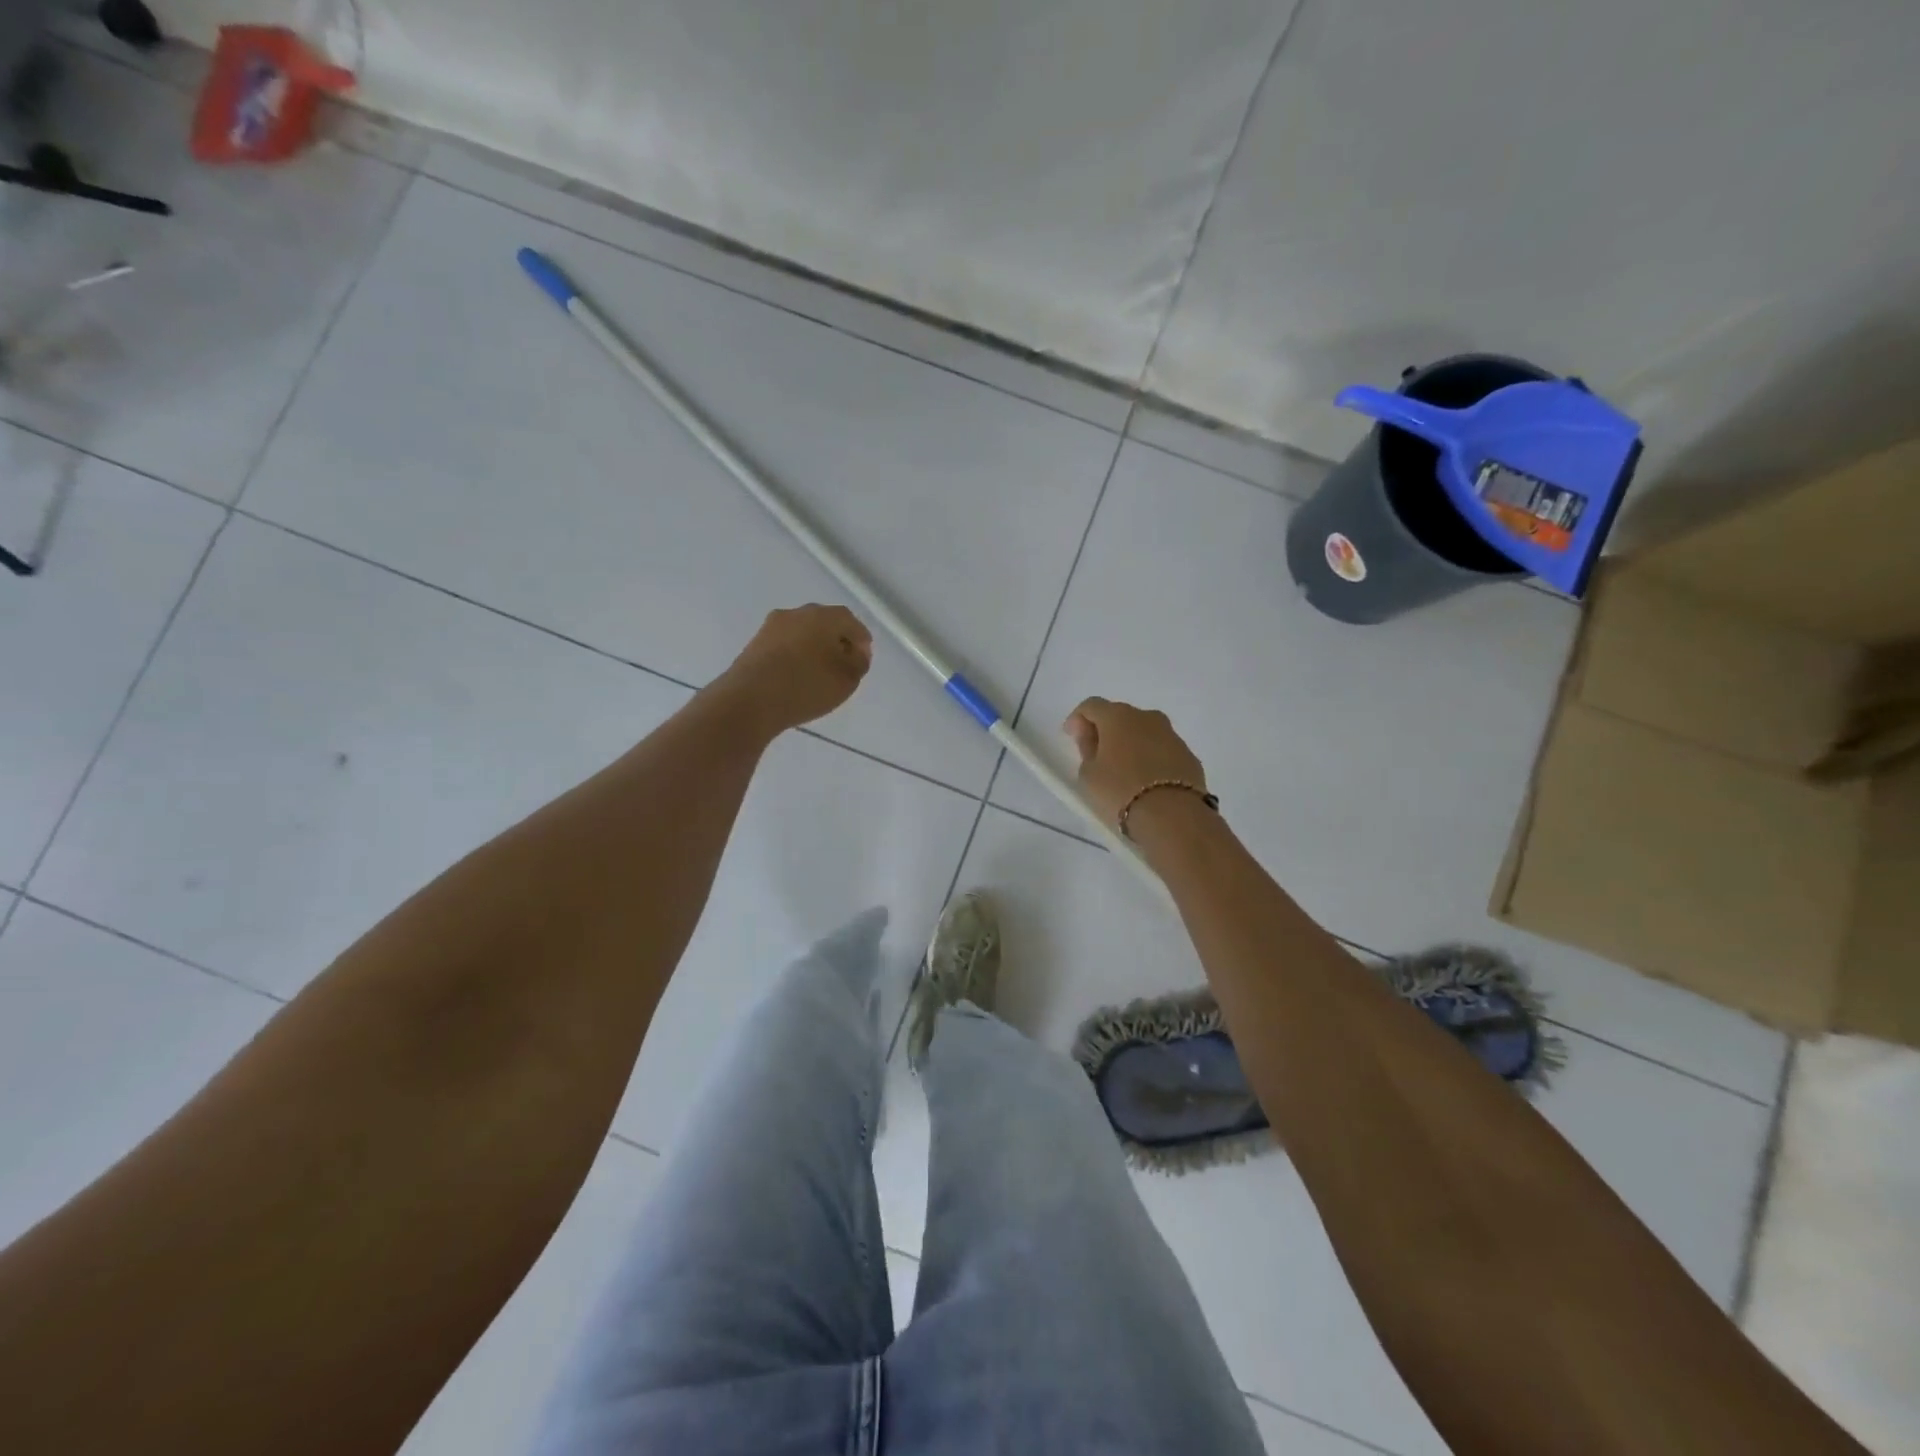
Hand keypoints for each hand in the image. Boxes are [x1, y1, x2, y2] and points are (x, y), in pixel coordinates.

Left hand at [717, 605, 873, 734]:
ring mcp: (772, 627)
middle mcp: (797, 613)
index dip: (861, 639)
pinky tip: (797, 675)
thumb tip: (855, 653)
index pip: (850, 621)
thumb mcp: (847, 680)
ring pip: (802, 632)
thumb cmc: (806, 686)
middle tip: (844, 662)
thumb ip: (859, 663)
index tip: (864, 657)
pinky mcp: (755, 643)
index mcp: (823, 616)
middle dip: (837, 640)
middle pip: (824, 622)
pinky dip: (795, 655)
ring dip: (814, 647)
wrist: (749, 700)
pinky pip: (784, 645)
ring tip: (820, 672)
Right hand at [1064, 697, 1208, 829]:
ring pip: (1144, 732)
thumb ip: (1087, 749)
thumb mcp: (1088, 774)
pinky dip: (1150, 758)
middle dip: (1106, 730)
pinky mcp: (1189, 756)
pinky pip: (1162, 750)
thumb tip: (1093, 738)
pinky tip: (1146, 780)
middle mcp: (1147, 717)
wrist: (1173, 816)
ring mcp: (1172, 735)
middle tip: (1096, 754)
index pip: (1091, 706)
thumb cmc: (1120, 791)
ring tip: (1122, 769)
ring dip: (1131, 743)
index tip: (1071, 737)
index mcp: (1118, 716)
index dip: (1078, 719)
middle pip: (1120, 716)